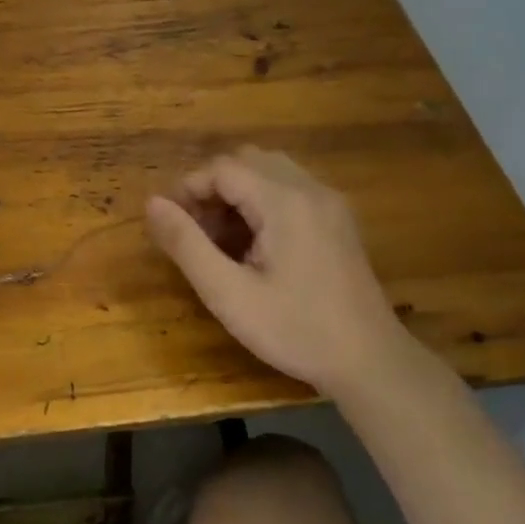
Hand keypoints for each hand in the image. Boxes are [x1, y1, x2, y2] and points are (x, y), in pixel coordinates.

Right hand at [145, 147, 412, 396]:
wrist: (371, 362)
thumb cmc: (295, 330)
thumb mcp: (228, 293)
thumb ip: (186, 244)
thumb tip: (152, 203)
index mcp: (284, 201)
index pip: (223, 168)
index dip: (189, 189)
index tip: (172, 226)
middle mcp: (310, 189)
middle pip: (247, 161)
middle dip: (212, 188)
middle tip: (196, 233)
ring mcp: (329, 203)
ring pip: (269, 172)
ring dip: (237, 193)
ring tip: (222, 239)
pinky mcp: (338, 220)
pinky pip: (290, 189)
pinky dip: (261, 202)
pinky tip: (255, 246)